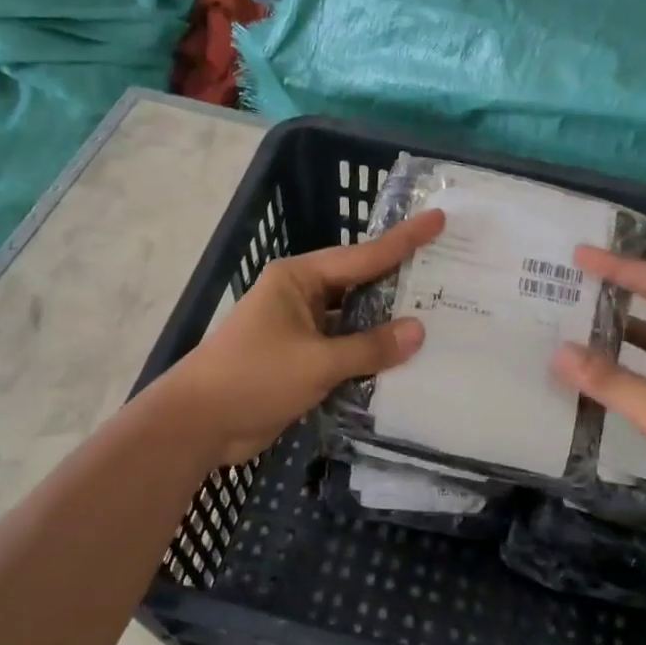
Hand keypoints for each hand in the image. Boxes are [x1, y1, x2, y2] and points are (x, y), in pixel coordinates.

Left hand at [160, 210, 445, 464]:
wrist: (198, 424)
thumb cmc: (253, 378)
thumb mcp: (316, 362)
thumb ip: (369, 347)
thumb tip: (419, 330)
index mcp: (298, 279)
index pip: (362, 256)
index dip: (403, 240)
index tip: (438, 220)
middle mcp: (300, 297)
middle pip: (359, 284)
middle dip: (399, 282)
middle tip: (447, 271)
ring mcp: (300, 330)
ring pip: (353, 320)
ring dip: (386, 324)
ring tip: (437, 316)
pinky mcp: (300, 361)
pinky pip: (344, 350)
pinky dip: (369, 355)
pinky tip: (404, 360)